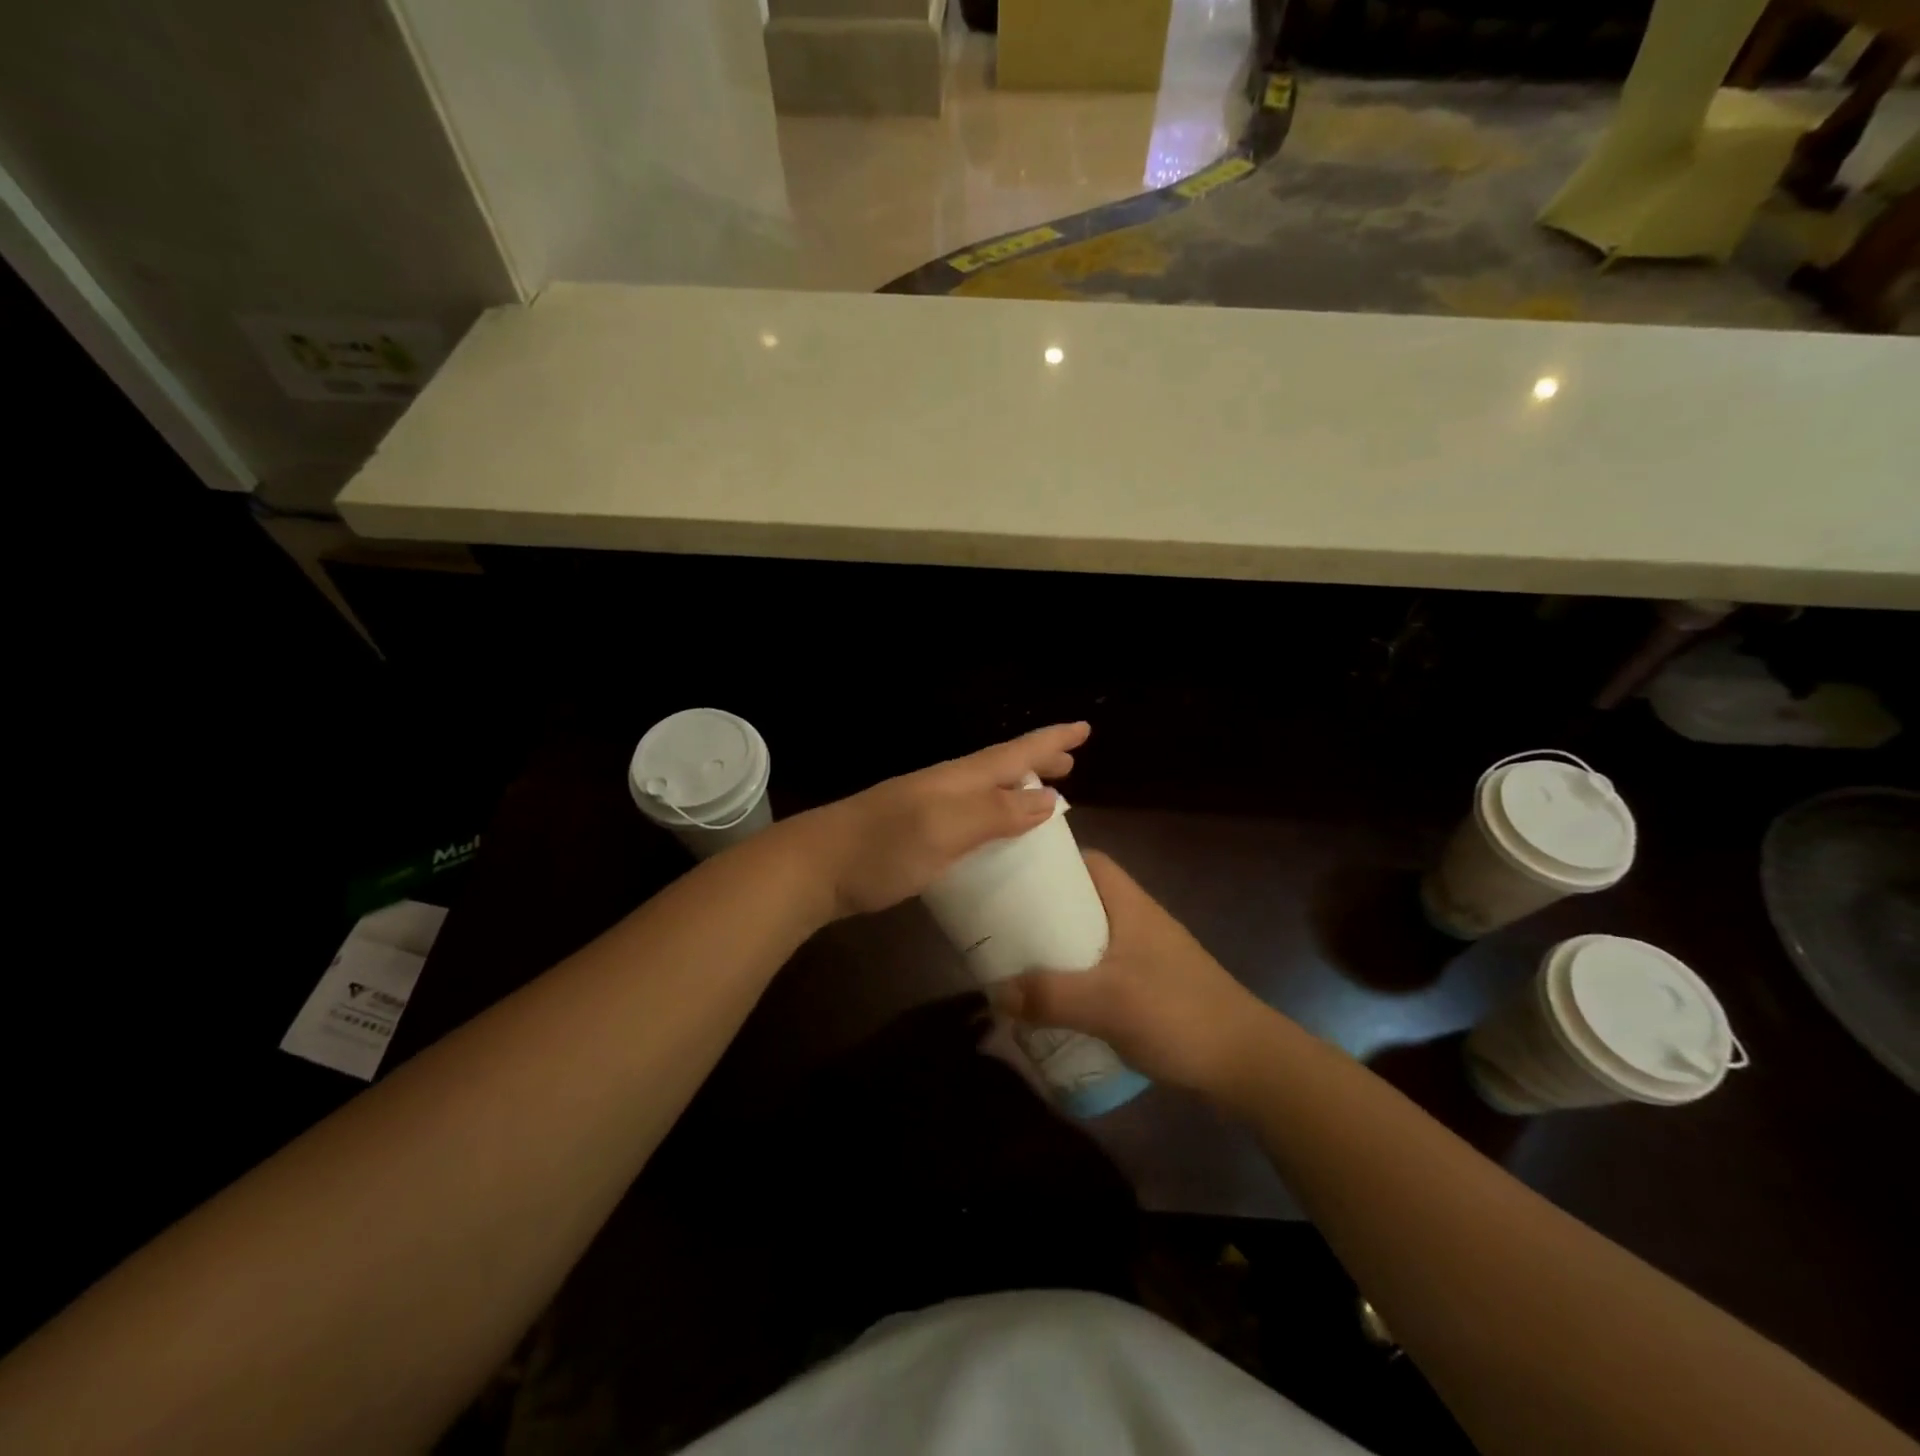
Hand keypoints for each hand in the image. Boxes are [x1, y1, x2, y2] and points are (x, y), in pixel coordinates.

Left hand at [796, 723, 1089, 918]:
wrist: (813, 868)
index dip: (1050, 741)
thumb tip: (1050, 798)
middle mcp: (945, 786)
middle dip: (1037, 761)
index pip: (1014, 753)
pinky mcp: (913, 833)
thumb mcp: (944, 829)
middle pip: (1001, 766)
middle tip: (1071, 763)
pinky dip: (992, 813)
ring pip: (984, 788)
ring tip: (1043, 793)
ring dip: (1016, 786)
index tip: (1084, 729)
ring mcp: (926, 808)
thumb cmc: (882, 848)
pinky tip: (992, 832)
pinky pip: (968, 813)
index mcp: (958, 779)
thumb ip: (995, 812)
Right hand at [993, 852, 1278, 1094]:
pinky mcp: (1150, 989)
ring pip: (1090, 939)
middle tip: (1002, 925)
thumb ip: (1049, 996)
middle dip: (1044, 911)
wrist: (1246, 1063)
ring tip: (1017, 963)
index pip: (1089, 862)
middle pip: (1082, 901)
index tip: (1012, 873)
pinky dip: (1076, 980)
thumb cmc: (1177, 1013)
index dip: (1052, 862)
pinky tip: (1054, 1003)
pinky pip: (1101, 972)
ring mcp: (1146, 957)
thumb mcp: (1107, 1003)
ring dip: (1058, 949)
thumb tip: (995, 993)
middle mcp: (1137, 922)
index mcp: (1129, 905)